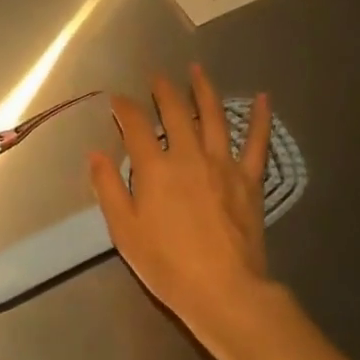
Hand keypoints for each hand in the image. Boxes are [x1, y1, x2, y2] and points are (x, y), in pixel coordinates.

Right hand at [89, 64, 272, 348]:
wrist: (223, 289)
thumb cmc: (166, 264)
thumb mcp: (124, 230)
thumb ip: (108, 188)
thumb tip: (95, 153)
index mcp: (155, 168)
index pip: (135, 126)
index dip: (124, 108)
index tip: (117, 100)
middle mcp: (188, 155)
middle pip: (175, 112)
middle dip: (162, 91)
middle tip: (156, 77)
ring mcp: (223, 164)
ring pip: (214, 116)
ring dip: (203, 90)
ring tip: (196, 70)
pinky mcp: (249, 179)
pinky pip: (257, 142)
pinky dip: (261, 119)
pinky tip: (264, 98)